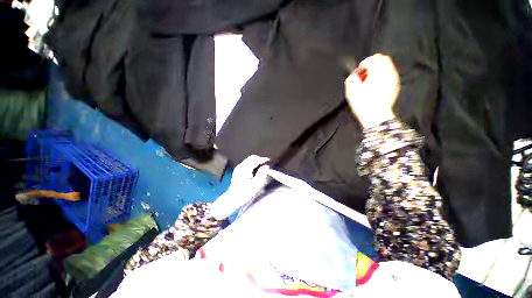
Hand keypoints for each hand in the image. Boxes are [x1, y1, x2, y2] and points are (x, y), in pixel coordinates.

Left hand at [209, 155, 270, 219]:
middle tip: (265, 164)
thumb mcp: (256, 184)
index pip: (256, 159)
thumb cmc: (244, 193)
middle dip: (259, 159)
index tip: (268, 160)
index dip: (263, 159)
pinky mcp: (237, 170)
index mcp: (246, 168)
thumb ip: (262, 174)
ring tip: (261, 167)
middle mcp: (241, 166)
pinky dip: (251, 164)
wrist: (233, 198)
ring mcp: (238, 168)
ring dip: (255, 161)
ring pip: (249, 160)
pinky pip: (246, 163)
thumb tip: (266, 167)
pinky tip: (254, 170)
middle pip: (252, 157)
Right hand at [345, 53, 399, 127]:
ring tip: (369, 81)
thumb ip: (351, 79)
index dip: (362, 65)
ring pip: (387, 67)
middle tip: (364, 75)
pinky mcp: (395, 86)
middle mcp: (388, 72)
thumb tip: (354, 76)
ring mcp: (394, 79)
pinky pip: (390, 76)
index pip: (372, 59)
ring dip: (378, 70)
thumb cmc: (363, 103)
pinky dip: (383, 77)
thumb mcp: (351, 91)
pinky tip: (376, 87)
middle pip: (382, 59)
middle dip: (372, 65)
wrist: (376, 116)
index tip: (358, 73)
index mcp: (378, 71)